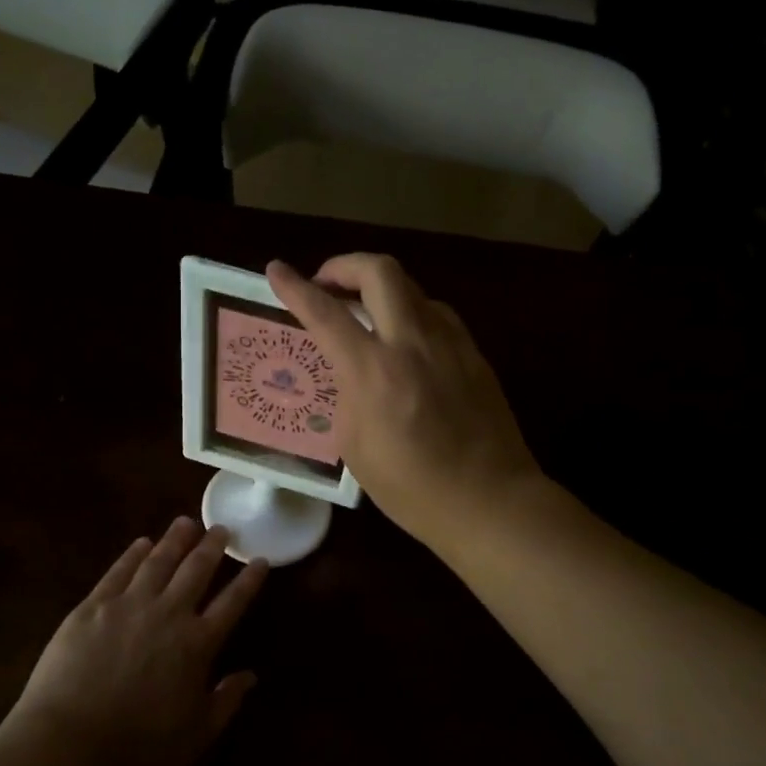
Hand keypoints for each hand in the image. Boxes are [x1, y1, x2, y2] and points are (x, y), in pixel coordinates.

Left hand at [0, 519, 266, 765]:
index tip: (260, 558)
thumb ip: (226, 702)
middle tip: (221, 528)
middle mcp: (169, 613)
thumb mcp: (195, 736)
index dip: (249, 579)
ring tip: (186, 522)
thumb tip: (251, 675)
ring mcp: (129, 605)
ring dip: (175, 539)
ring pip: (159, 561)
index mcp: (198, 643)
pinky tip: (142, 543)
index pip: (232, 602)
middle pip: (197, 570)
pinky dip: (133, 554)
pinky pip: (119, 571)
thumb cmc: (137, 748)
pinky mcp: (93, 606)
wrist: (68, 744)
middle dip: (212, 546)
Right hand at [268, 254, 543, 557]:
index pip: (325, 313)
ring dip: (381, 288)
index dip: (294, 287)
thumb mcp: (355, 447)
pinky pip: (435, 314)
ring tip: (367, 314)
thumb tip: (350, 372)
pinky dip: (411, 312)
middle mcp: (412, 341)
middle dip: (345, 265)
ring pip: (411, 287)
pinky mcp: (473, 352)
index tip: (276, 270)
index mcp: (373, 370)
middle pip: (379, 270)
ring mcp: (449, 342)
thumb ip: (347, 395)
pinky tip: (406, 340)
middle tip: (328, 284)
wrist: (490, 500)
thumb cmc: (412, 487)